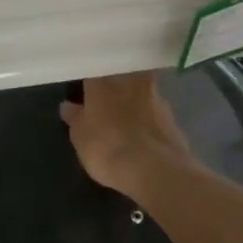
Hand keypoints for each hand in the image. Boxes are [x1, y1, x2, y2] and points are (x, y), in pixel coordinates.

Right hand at [59, 73, 196, 202]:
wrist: (157, 170)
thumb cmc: (108, 148)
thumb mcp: (80, 137)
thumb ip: (75, 118)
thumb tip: (68, 106)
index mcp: (103, 81)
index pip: (93, 71)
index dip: (88, 82)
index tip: (84, 91)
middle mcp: (131, 81)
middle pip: (120, 79)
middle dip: (114, 89)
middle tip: (105, 106)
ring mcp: (156, 97)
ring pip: (140, 95)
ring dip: (133, 105)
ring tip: (125, 126)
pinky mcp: (173, 118)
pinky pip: (154, 114)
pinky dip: (148, 122)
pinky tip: (142, 138)